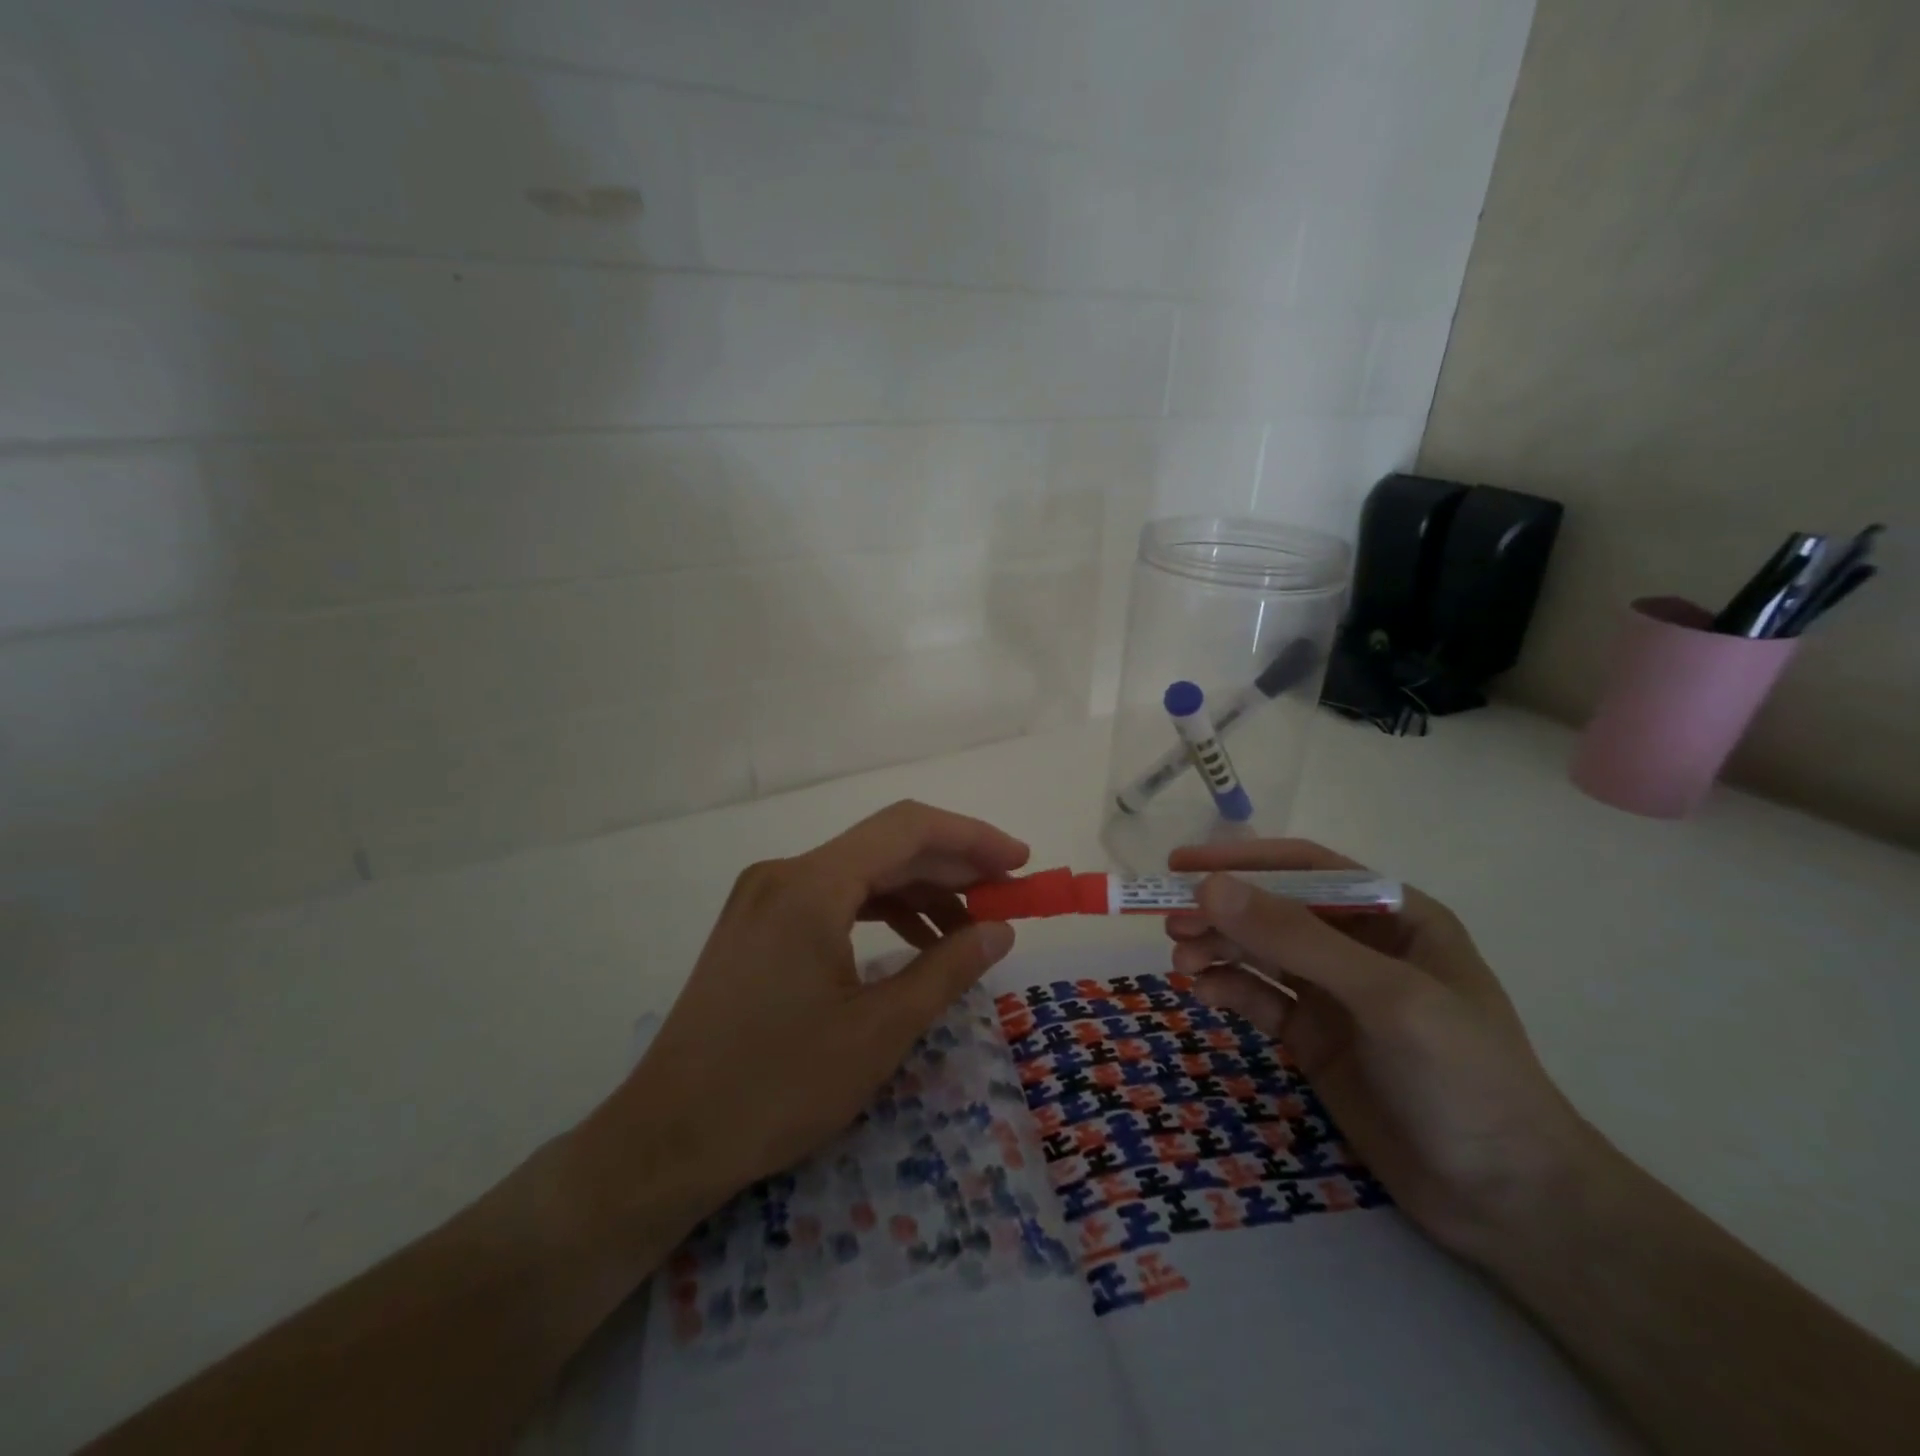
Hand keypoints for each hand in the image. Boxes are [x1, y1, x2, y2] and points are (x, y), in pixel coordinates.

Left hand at [577, 801, 1027, 1234]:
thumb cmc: (777, 1087)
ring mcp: (763, 896)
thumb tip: (1001, 929)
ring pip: (859, 872)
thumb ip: (948, 968)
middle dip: (952, 867)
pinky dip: (880, 911)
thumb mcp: (879, 1031)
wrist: (666, 1139)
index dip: (973, 838)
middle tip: (1007, 898)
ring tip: (968, 928)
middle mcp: (784, 873)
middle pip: (885, 846)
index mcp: (811, 885)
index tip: (1021, 864)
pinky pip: (832, 898)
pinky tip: (913, 942)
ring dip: (918, 891)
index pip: (908, 829)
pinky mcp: (755, 924)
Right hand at [1165, 839, 1598, 1261]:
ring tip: (1181, 962)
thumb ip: (1296, 939)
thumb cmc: (1463, 1079)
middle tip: (1170, 924)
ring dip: (1218, 949)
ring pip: (1260, 953)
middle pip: (1274, 911)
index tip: (1181, 866)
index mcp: (1394, 915)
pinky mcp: (1315, 1038)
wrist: (1508, 1203)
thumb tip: (1209, 888)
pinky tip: (1205, 993)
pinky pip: (1260, 999)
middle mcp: (1360, 946)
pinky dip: (1229, 990)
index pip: (1306, 869)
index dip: (1243, 862)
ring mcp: (1335, 994)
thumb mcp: (1385, 997)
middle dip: (1222, 913)